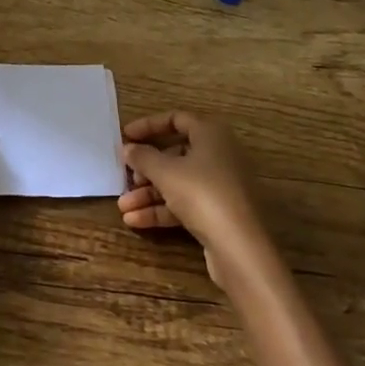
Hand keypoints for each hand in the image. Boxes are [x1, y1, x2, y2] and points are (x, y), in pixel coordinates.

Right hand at [117, 111, 272, 286]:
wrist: (240, 246)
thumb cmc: (202, 194)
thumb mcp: (165, 172)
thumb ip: (143, 157)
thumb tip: (129, 148)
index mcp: (211, 134)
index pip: (177, 119)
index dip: (149, 126)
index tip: (126, 137)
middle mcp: (219, 155)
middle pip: (175, 154)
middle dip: (146, 168)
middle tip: (126, 178)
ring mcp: (221, 185)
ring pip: (178, 182)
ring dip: (149, 194)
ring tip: (123, 207)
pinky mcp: (219, 212)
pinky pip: (185, 203)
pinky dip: (162, 209)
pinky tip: (136, 221)